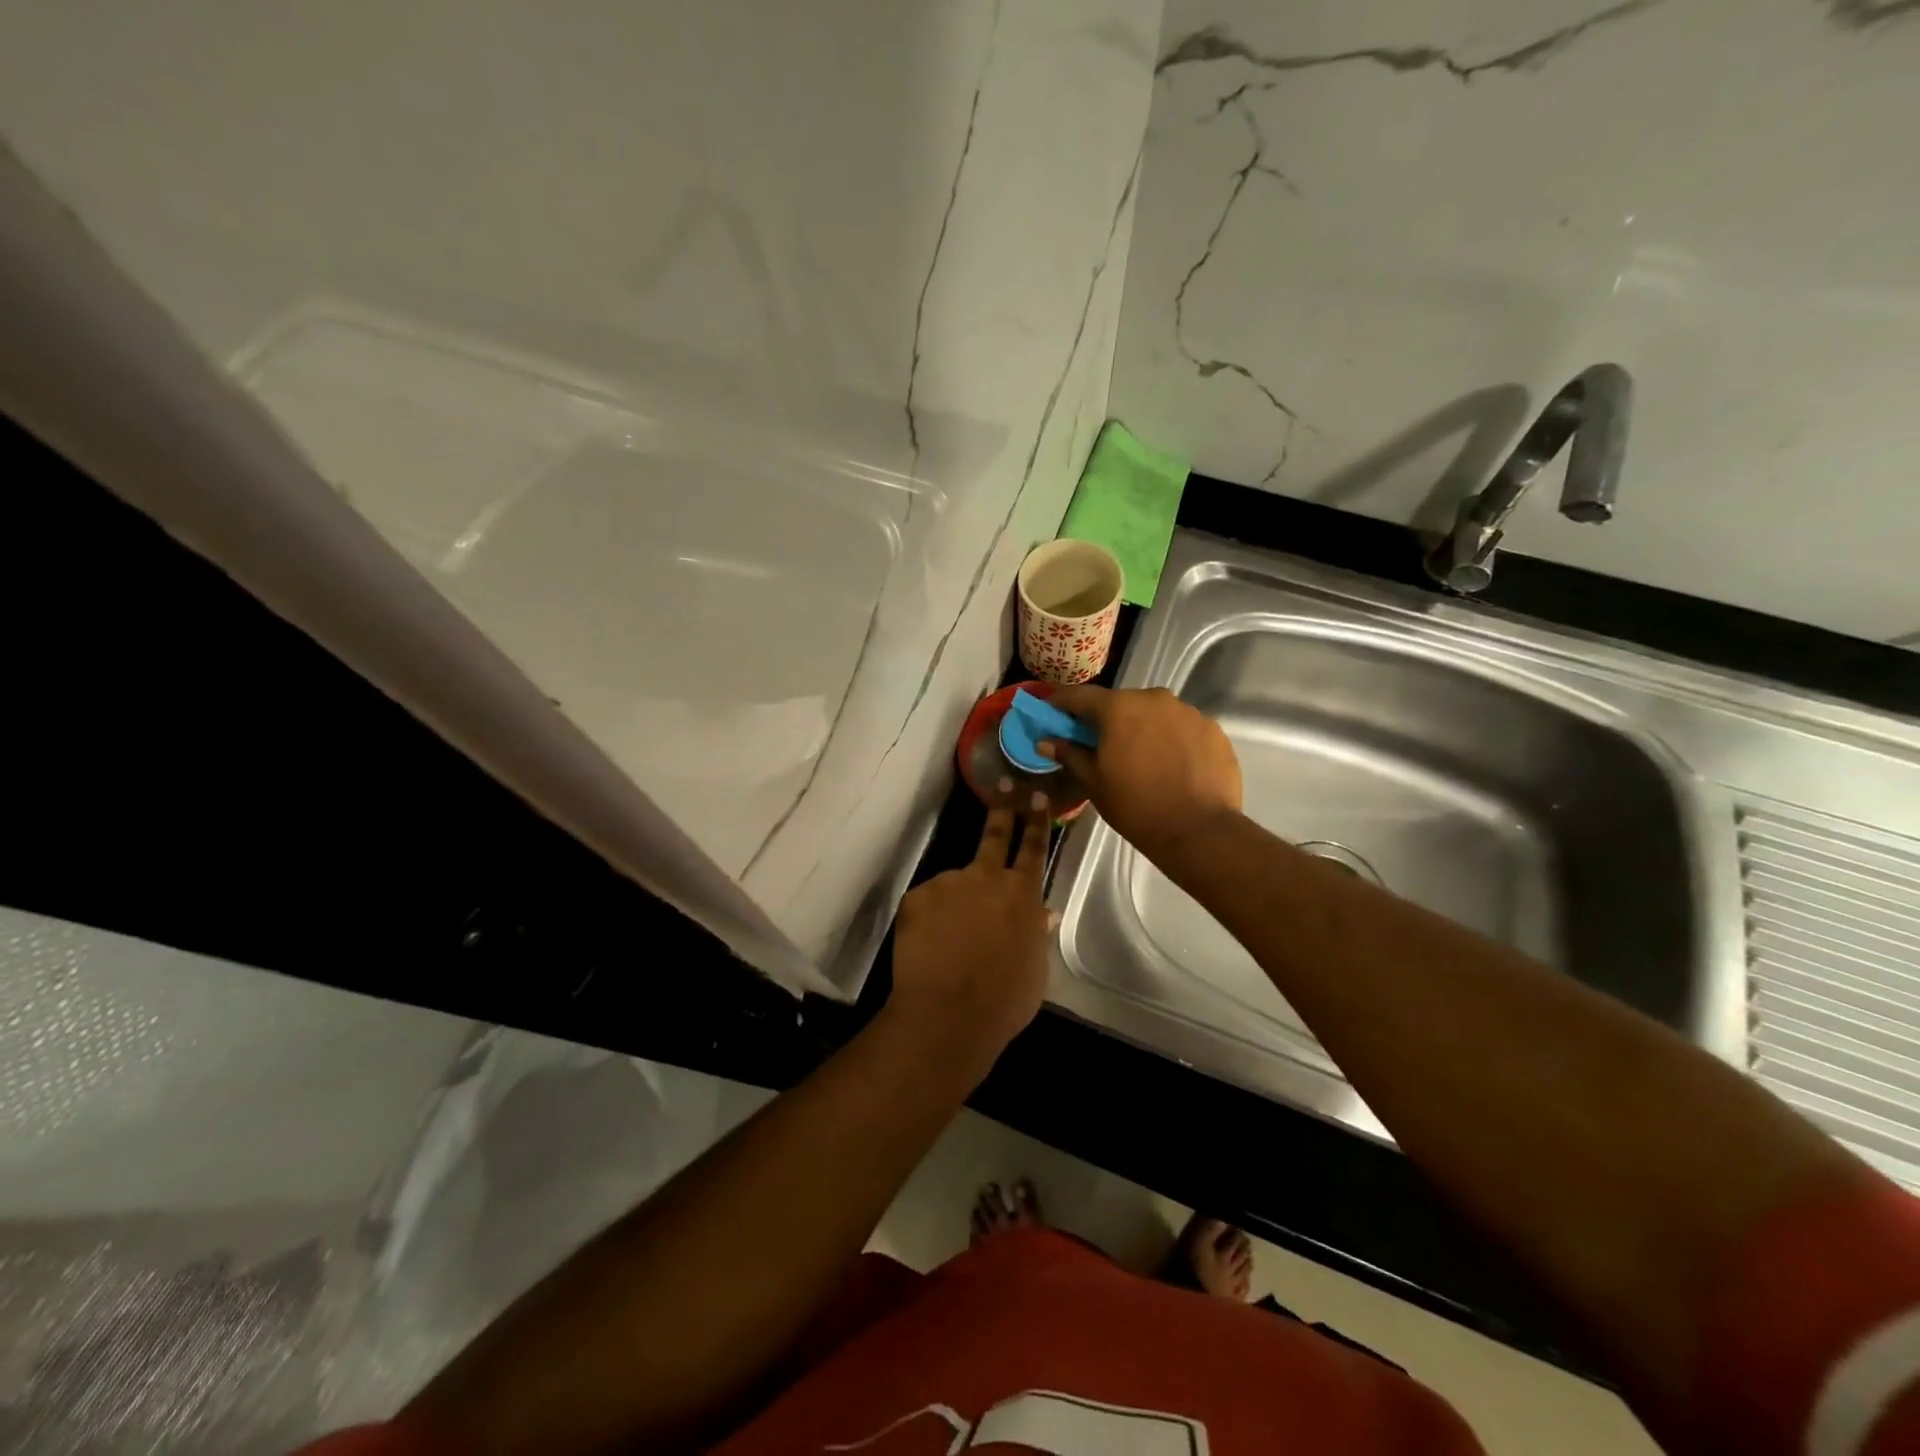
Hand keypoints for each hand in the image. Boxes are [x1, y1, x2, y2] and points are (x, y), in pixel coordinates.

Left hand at [887, 805, 1050, 1063]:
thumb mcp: (1035, 970)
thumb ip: (1035, 934)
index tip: (1038, 796)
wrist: (948, 1013)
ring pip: (955, 886)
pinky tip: (929, 949)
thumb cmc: (1004, 999)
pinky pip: (927, 905)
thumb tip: (1040, 915)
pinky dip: (929, 922)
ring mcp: (948, 883)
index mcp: (1022, 894)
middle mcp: (986, 878)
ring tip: (950, 944)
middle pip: (995, 835)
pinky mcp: (916, 896)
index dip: (1038, 821)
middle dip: (1003, 809)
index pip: (1034, 848)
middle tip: (1004, 788)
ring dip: (955, 904)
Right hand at [1039, 686, 1242, 861]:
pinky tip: (1171, 766)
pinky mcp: (1213, 729)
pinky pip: (1182, 728)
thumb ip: (1069, 754)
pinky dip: (1171, 740)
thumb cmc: (1135, 806)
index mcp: (1118, 707)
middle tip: (1100, 745)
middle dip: (1107, 720)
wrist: (1198, 830)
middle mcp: (1154, 698)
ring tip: (1141, 759)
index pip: (1079, 696)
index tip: (1052, 714)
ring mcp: (1188, 711)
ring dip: (1142, 728)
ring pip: (1154, 714)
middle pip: (1121, 702)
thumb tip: (1045, 741)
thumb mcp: (1093, 782)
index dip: (1061, 704)